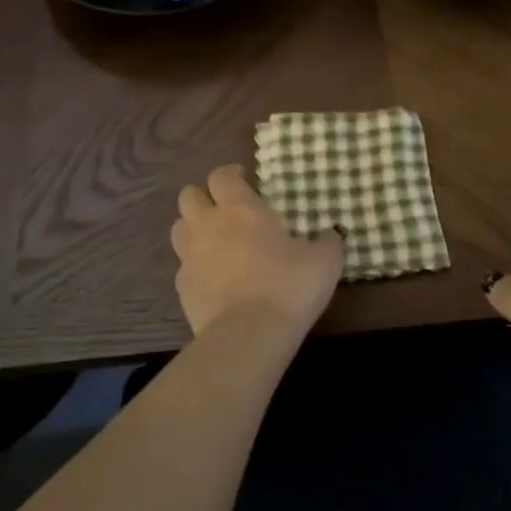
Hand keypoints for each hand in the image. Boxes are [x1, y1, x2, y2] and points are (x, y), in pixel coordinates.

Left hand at [170, 164, 344, 337]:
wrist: (248, 336)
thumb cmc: (288, 287)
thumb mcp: (324, 262)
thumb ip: (328, 242)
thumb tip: (331, 234)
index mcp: (241, 209)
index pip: (221, 175)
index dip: (230, 174)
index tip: (244, 179)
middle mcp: (208, 225)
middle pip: (189, 196)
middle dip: (205, 197)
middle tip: (226, 209)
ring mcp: (190, 256)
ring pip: (179, 227)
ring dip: (194, 227)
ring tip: (215, 240)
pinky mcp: (182, 287)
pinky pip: (183, 265)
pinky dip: (195, 265)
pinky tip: (214, 277)